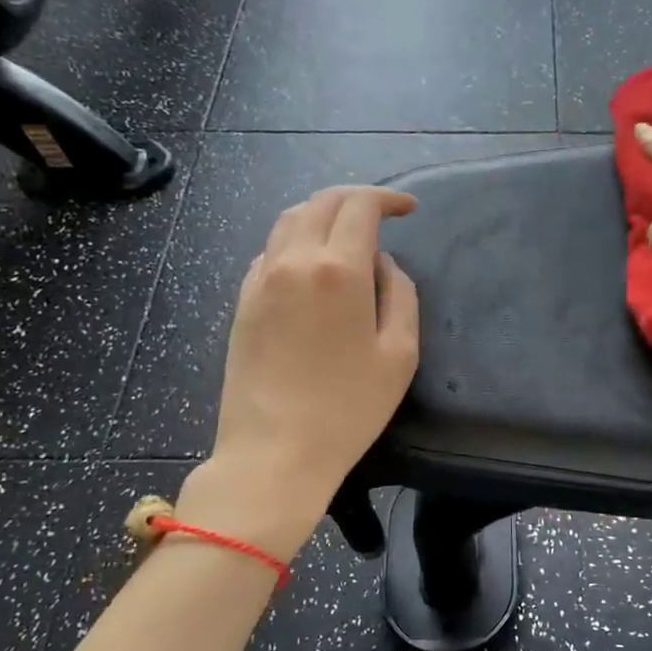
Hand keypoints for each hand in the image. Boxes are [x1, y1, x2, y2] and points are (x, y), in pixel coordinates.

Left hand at [187, 187, 419, 556]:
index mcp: (337, 269)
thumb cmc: (348, 408)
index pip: (360, 205)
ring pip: (288, 220)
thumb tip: (383, 264)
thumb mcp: (400, 353)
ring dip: (321, 214)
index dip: (387, 198)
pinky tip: (311, 266)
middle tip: (381, 213)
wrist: (274, 452)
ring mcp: (261, 279)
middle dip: (355, 198)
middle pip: (321, 202)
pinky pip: (270, 252)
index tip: (409, 209)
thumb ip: (400, 295)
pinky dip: (295, 241)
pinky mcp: (243, 302)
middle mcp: (293, 261)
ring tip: (346, 232)